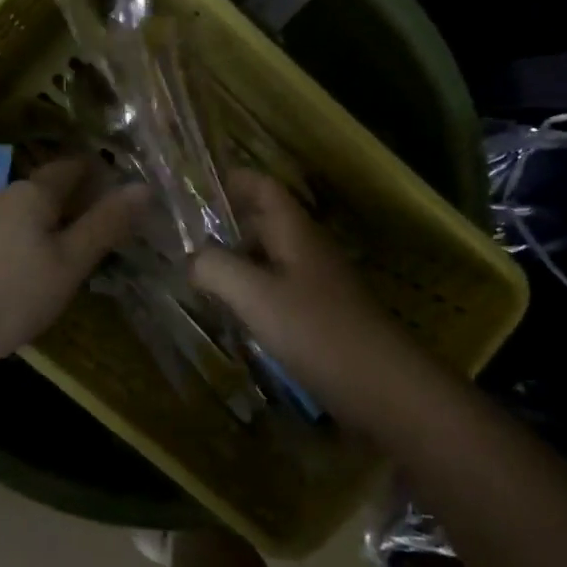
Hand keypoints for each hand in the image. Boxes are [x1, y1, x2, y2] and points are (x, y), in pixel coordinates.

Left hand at [0, 159, 149, 370]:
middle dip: (80, 201)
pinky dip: (31, 242)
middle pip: (51, 188)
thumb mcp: (68, 263)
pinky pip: (10, 233)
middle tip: (111, 228)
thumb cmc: (9, 293)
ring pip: (29, 213)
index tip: (127, 194)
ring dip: (55, 224)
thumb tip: (144, 187)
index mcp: (34, 192)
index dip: (102, 174)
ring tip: (79, 252)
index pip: (75, 166)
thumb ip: (105, 225)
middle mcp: (5, 196)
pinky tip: (36, 270)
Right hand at [190, 171, 410, 421]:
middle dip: (226, 227)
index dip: (234, 180)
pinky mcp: (321, 316)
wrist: (383, 387)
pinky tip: (234, 315)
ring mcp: (318, 284)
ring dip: (237, 263)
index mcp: (295, 232)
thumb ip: (216, 269)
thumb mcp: (256, 296)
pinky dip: (253, 293)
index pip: (265, 188)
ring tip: (199, 279)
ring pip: (270, 259)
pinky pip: (279, 291)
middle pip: (265, 223)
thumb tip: (190, 259)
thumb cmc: (317, 331)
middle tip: (183, 240)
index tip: (197, 185)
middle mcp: (308, 250)